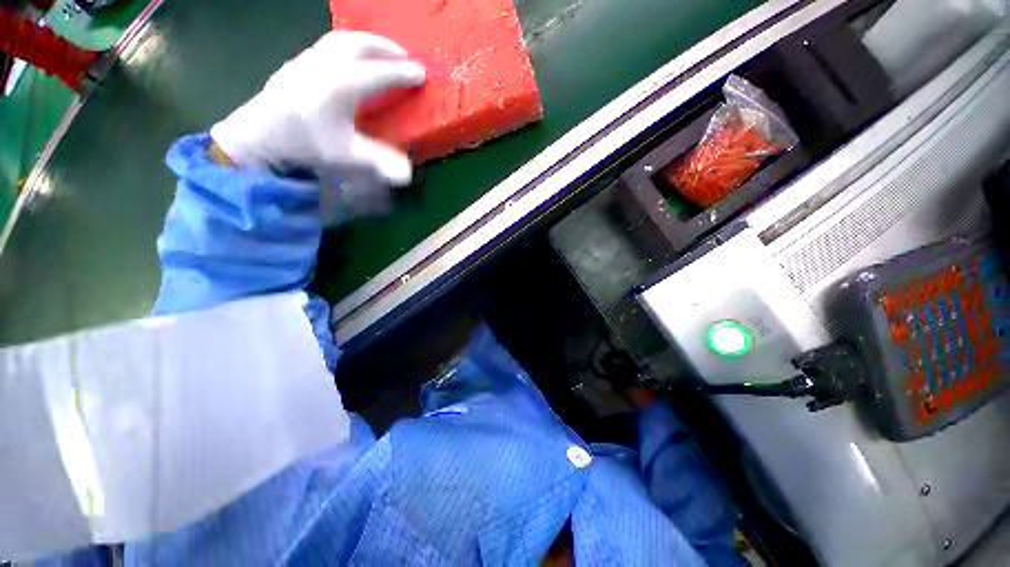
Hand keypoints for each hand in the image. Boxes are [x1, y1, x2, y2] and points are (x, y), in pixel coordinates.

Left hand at [210, 31, 425, 185]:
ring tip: (383, 52)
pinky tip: (352, 59)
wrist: (260, 135)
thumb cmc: (305, 144)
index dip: (403, 73)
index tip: (422, 74)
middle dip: (387, 48)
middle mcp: (327, 64)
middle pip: (362, 45)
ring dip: (368, 42)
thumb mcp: (345, 155)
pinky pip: (330, 44)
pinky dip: (349, 46)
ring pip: (343, 39)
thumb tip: (407, 176)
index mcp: (342, 85)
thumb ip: (378, 162)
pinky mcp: (298, 62)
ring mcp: (310, 59)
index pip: (380, 73)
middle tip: (405, 57)